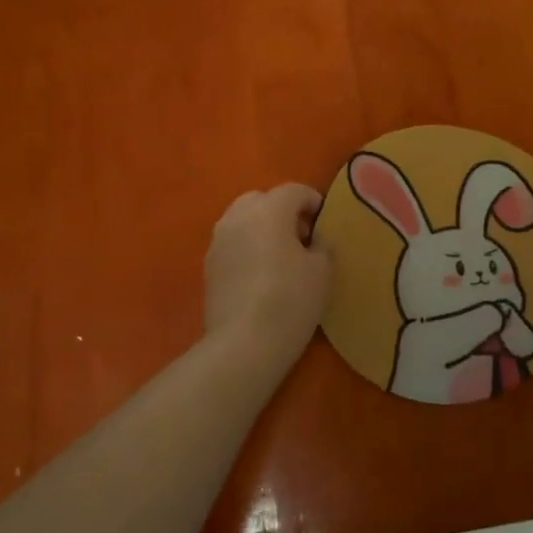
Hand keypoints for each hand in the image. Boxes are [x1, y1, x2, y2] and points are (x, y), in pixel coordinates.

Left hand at [203, 183, 331, 367]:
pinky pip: (232, 243)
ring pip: (242, 220)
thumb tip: (313, 240)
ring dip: (261, 228)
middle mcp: (238, 216)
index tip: (324, 222)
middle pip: (262, 200)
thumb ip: (320, 245)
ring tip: (280, 256)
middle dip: (282, 211)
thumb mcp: (322, 270)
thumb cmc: (291, 299)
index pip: (294, 190)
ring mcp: (218, 240)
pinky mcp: (208, 266)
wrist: (244, 342)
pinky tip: (260, 275)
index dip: (313, 202)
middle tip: (300, 237)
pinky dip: (247, 248)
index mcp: (269, 209)